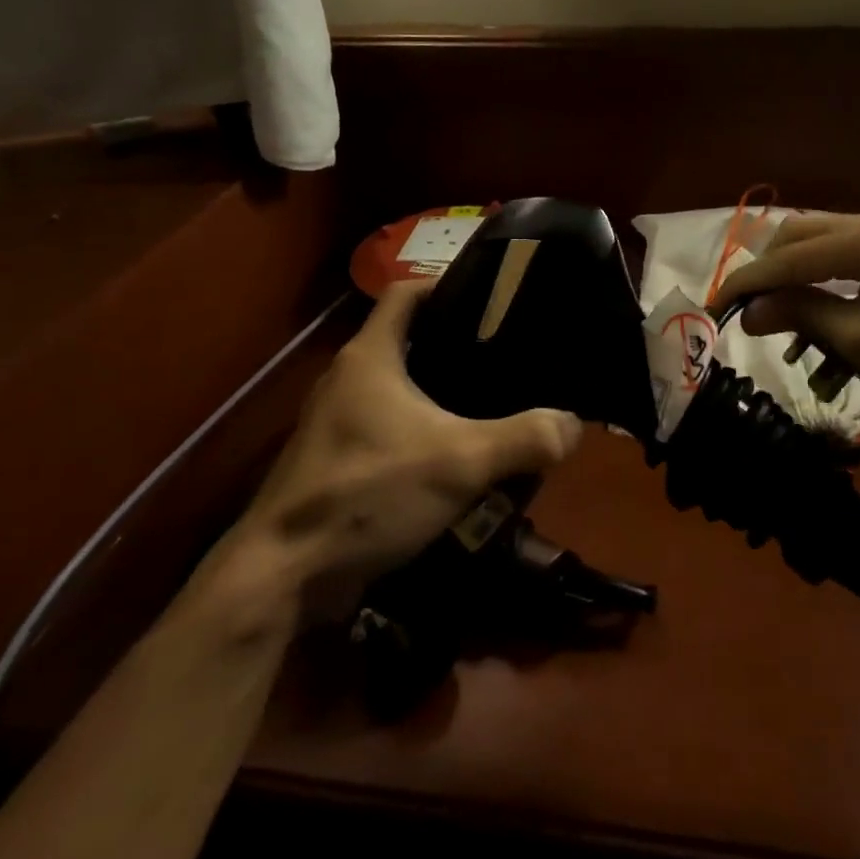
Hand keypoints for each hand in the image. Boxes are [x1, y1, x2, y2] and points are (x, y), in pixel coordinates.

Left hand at [200, 282, 583, 622]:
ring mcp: (337, 421)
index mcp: (370, 356)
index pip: (406, 292)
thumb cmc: (368, 493)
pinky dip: (421, 431)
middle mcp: (348, 377)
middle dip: (455, 345)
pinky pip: (388, 428)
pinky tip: (457, 456)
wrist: (286, 573)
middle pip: (407, 340)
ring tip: (492, 403)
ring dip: (439, 393)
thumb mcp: (459, 463)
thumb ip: (523, 439)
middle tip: (507, 356)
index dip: (446, 285)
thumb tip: (573, 424)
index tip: (492, 297)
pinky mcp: (336, 460)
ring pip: (398, 388)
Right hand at [713, 212, 859, 427]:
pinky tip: (824, 333)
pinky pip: (850, 262)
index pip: (791, 254)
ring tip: (787, 331)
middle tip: (750, 312)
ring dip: (798, 284)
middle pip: (802, 236)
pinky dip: (828, 290)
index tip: (714, 307)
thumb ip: (802, 315)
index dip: (747, 281)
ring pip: (824, 248)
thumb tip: (749, 310)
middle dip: (770, 274)